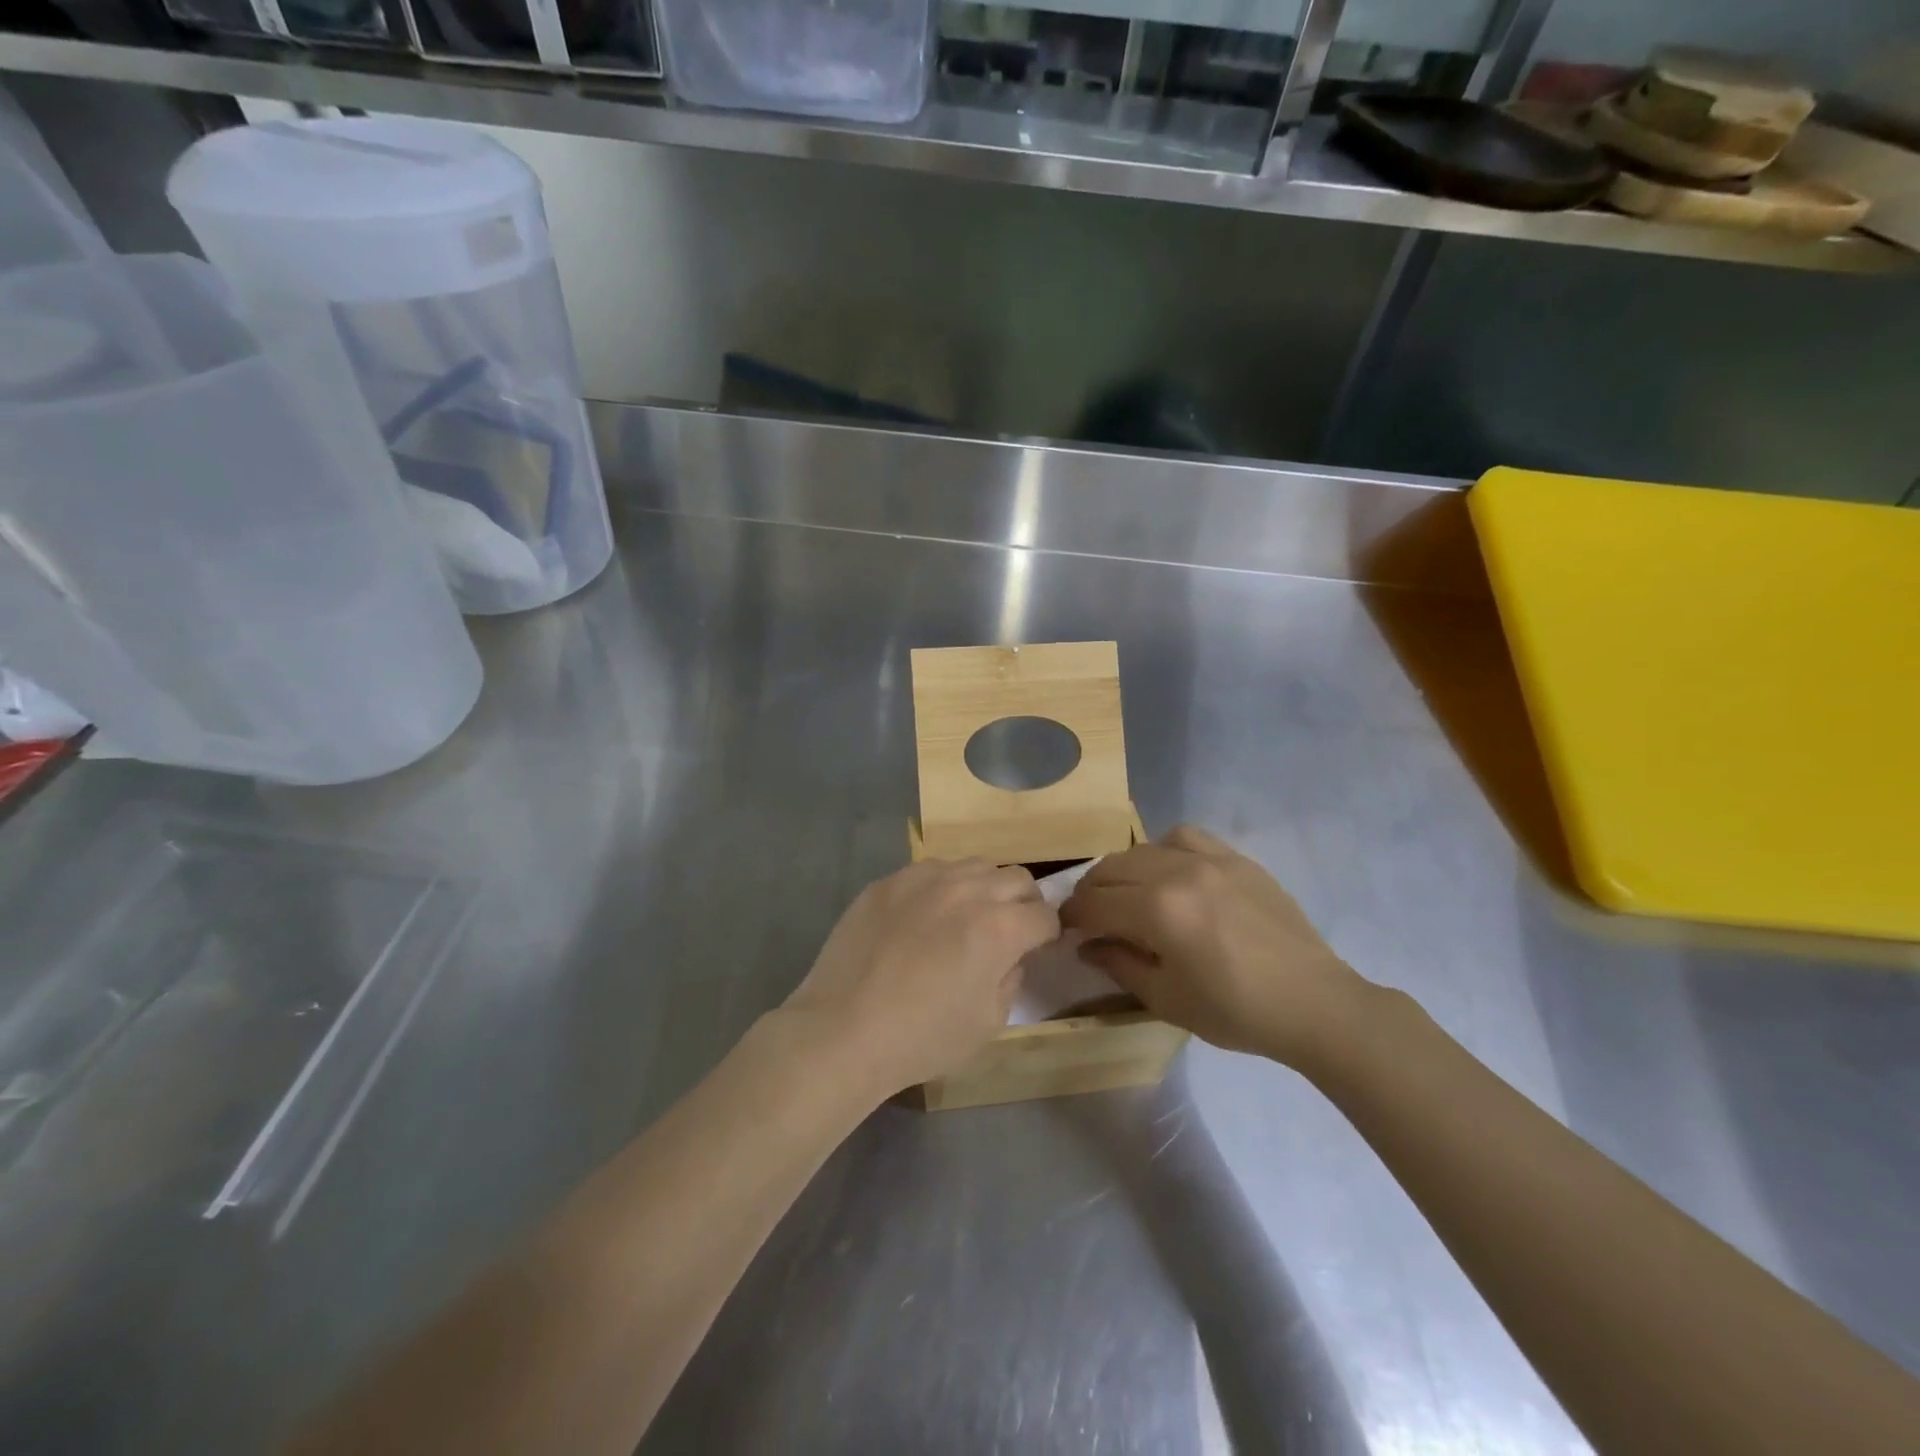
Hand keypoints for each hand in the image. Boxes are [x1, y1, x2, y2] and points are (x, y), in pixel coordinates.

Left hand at [784, 859, 1057, 1096]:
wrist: (844, 1030)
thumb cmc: (923, 1037)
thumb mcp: (988, 1022)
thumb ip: (1011, 978)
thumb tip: (1011, 956)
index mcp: (999, 927)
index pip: (1045, 915)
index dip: (1047, 934)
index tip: (1038, 948)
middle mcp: (967, 890)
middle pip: (1017, 878)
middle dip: (1024, 903)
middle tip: (1009, 930)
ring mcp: (924, 879)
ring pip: (975, 865)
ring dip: (985, 887)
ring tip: (967, 916)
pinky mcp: (890, 880)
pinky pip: (931, 870)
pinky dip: (943, 887)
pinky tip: (925, 916)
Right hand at [1060, 825, 1369, 1068]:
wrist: (1313, 1003)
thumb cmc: (1236, 1011)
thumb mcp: (1167, 999)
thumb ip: (1119, 964)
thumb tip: (1087, 945)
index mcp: (1157, 910)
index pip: (1094, 902)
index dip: (1072, 916)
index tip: (1066, 929)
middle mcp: (1178, 872)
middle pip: (1112, 868)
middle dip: (1092, 891)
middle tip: (1091, 916)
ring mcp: (1210, 859)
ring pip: (1144, 848)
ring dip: (1125, 869)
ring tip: (1130, 893)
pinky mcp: (1236, 858)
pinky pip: (1186, 837)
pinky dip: (1165, 850)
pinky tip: (1172, 873)